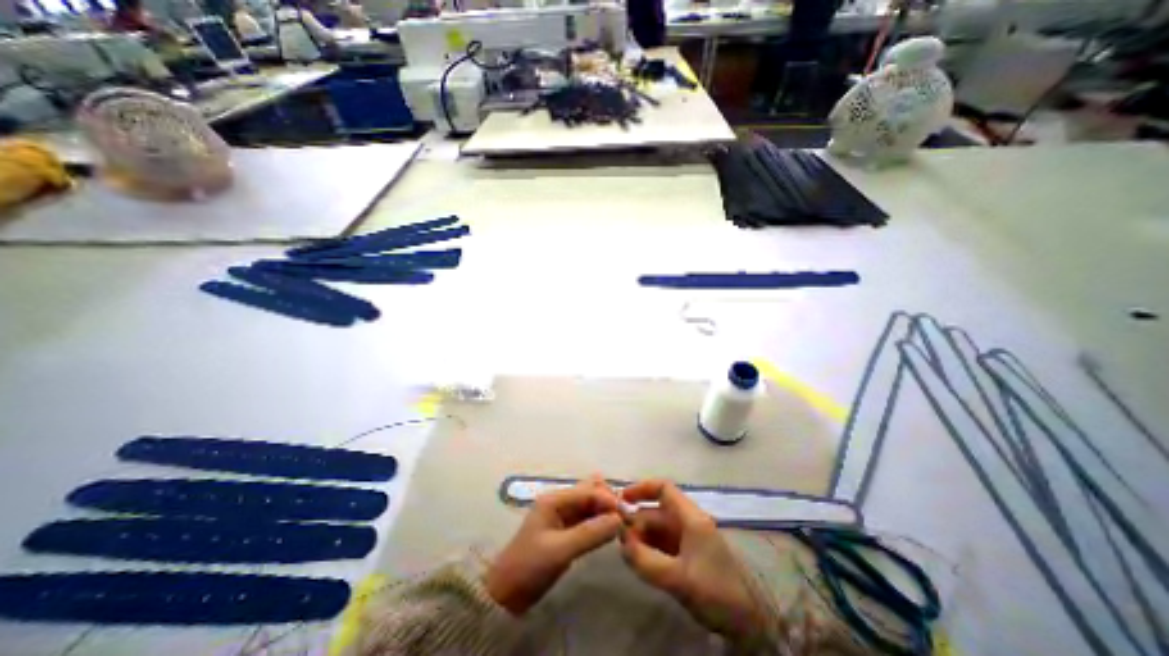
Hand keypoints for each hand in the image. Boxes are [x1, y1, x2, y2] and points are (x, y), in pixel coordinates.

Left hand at [486, 478, 624, 614]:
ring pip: (589, 505)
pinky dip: (599, 521)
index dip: (608, 499)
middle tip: (625, 517)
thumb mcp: (560, 550)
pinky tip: (610, 527)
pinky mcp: (565, 529)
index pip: (588, 491)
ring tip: (622, 522)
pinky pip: (586, 519)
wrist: (507, 592)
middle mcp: (560, 501)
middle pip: (589, 492)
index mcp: (555, 499)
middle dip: (607, 500)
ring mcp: (562, 515)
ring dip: (605, 510)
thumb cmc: (530, 565)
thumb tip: (619, 519)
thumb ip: (590, 533)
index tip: (627, 513)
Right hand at [616, 479, 773, 641]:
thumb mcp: (679, 578)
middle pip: (656, 511)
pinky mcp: (688, 556)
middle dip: (636, 520)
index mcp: (690, 517)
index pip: (663, 489)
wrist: (751, 623)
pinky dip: (649, 548)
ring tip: (625, 551)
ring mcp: (688, 539)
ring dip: (641, 536)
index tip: (621, 499)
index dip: (641, 489)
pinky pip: (662, 545)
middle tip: (618, 537)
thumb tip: (621, 542)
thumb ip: (646, 560)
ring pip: (658, 529)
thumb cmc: (717, 591)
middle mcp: (688, 522)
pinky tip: (638, 559)